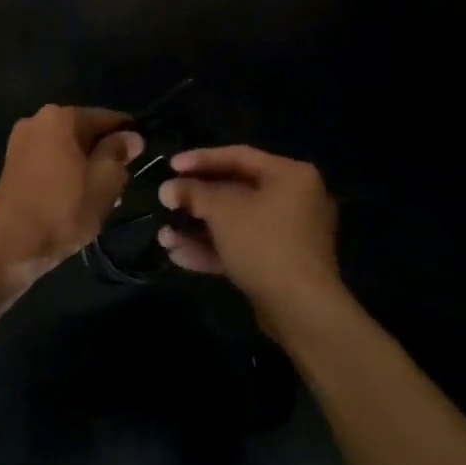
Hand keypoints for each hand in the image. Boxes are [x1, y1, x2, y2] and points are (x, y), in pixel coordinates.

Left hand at [0, 106, 143, 285]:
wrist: (12, 245)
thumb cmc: (64, 210)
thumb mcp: (104, 181)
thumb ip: (118, 152)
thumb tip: (131, 136)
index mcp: (60, 117)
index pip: (106, 118)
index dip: (128, 136)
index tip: (141, 156)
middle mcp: (36, 120)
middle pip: (84, 132)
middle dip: (105, 154)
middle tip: (122, 183)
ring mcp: (20, 142)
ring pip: (67, 148)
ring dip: (86, 166)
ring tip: (104, 196)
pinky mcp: (12, 164)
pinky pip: (50, 160)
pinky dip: (66, 173)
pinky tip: (78, 197)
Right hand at [157, 146, 342, 322]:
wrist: (301, 309)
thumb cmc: (264, 243)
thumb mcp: (222, 211)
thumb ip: (193, 194)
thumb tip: (167, 189)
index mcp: (290, 175)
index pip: (238, 156)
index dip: (200, 159)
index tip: (170, 166)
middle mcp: (294, 199)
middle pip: (235, 191)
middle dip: (196, 201)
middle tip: (166, 201)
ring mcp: (289, 234)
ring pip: (235, 223)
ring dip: (198, 229)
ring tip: (164, 237)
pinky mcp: (280, 263)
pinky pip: (242, 247)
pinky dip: (213, 249)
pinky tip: (179, 256)